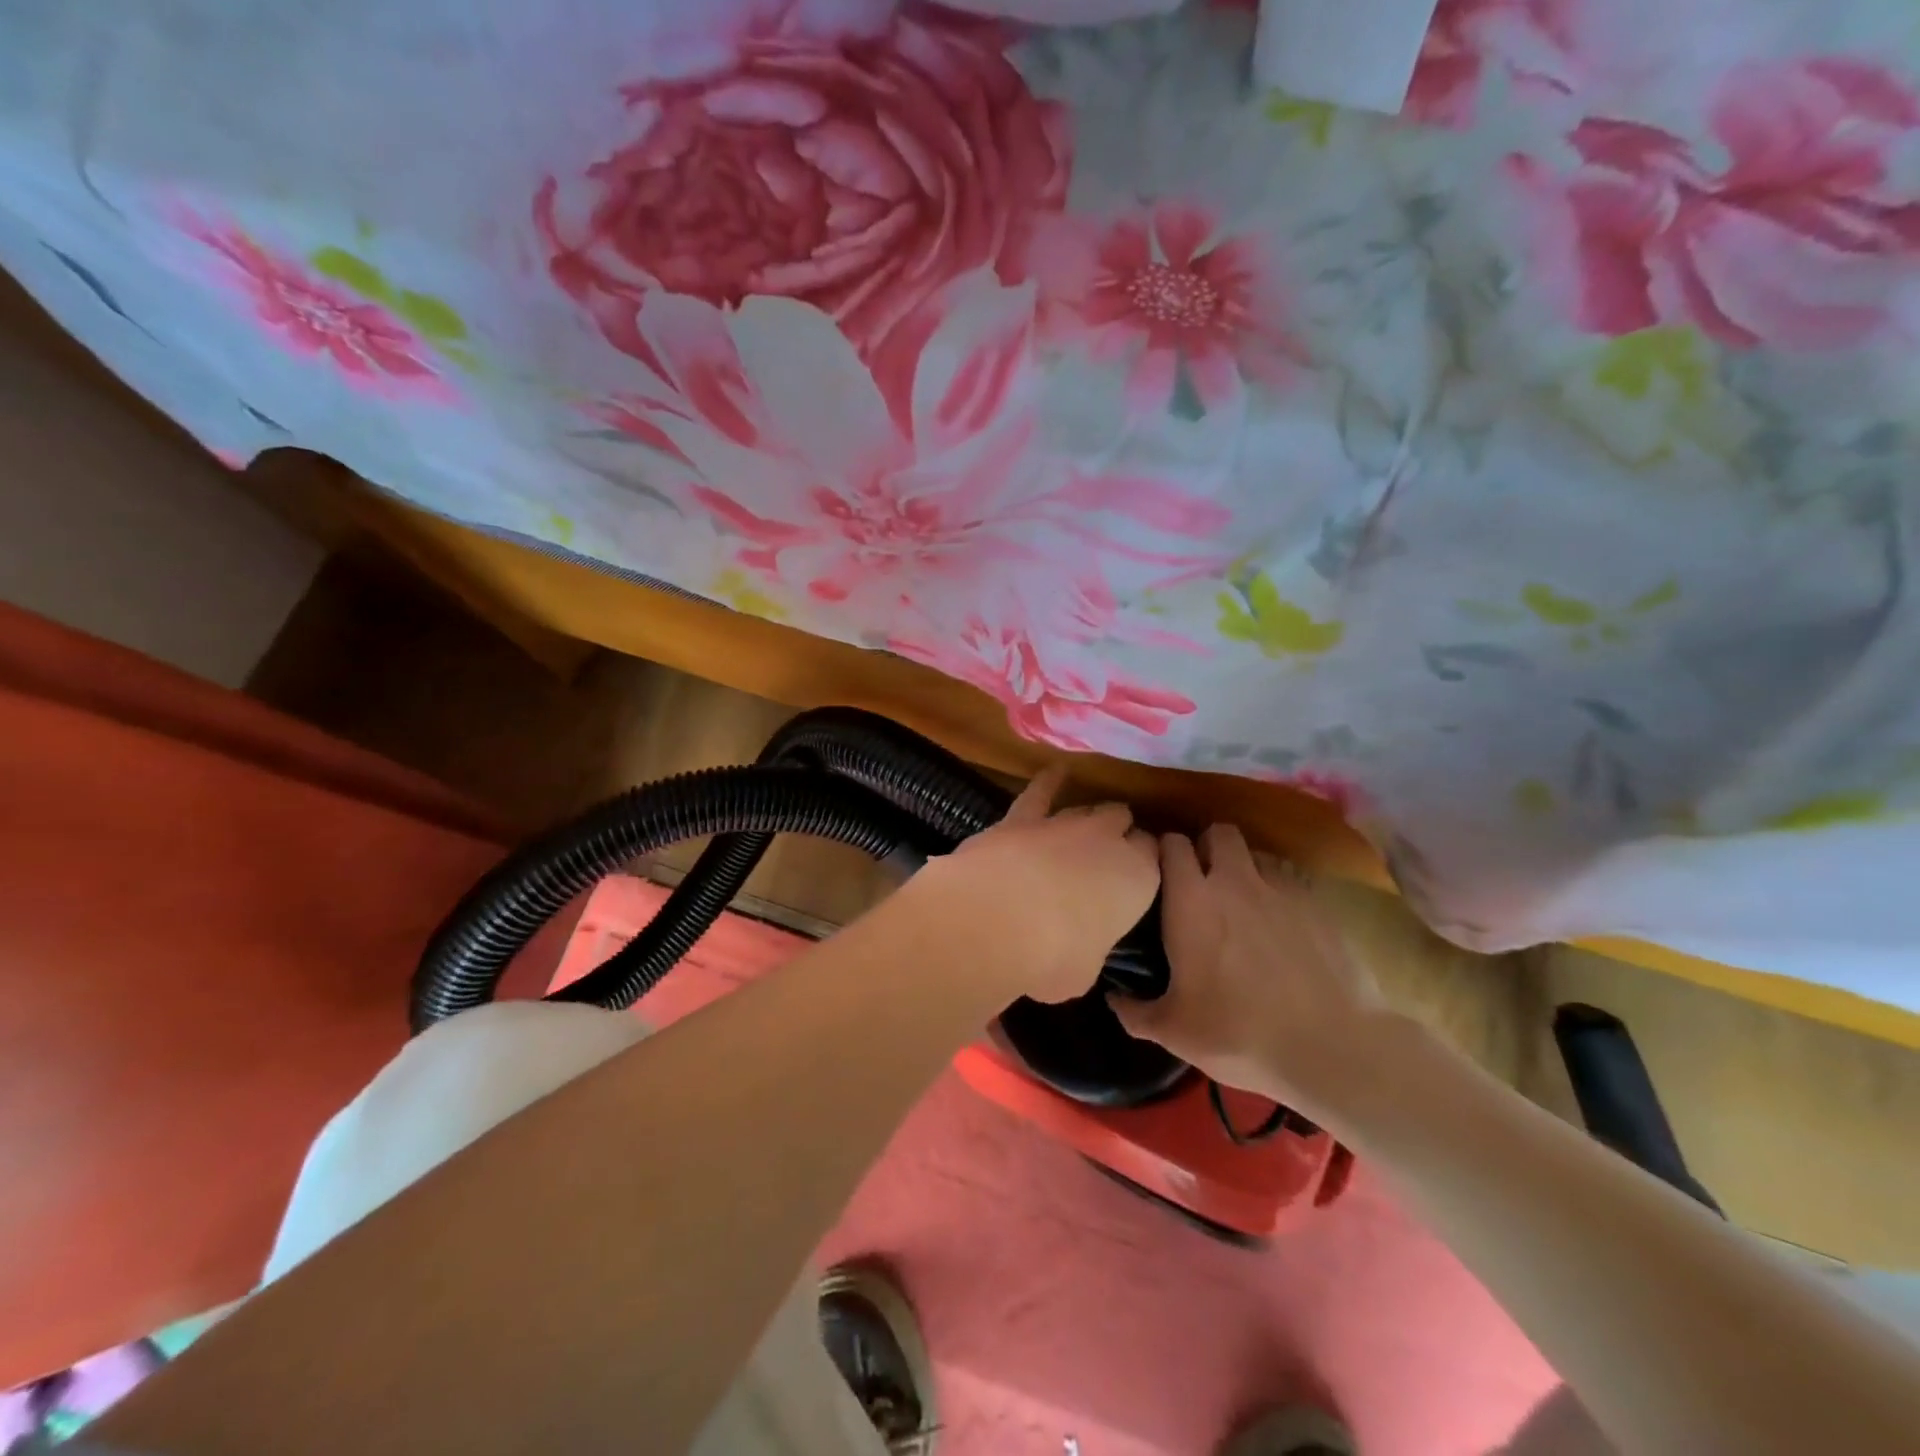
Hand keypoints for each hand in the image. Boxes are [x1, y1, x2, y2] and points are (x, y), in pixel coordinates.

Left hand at [912, 766, 1159, 1003]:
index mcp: (1138, 879)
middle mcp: (1107, 841)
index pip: (1153, 856)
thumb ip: (1089, 949)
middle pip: (1123, 823)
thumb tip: (1077, 950)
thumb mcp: (1085, 971)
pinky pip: (1041, 792)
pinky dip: (1049, 782)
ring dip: (1088, 818)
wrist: (998, 919)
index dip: (1143, 863)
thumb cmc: (1053, 958)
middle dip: (1118, 834)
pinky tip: (1055, 772)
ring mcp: (1064, 823)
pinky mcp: (1022, 817)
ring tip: (1086, 826)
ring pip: (1088, 808)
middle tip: (1106, 855)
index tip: (1134, 876)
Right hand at [1109, 824, 1383, 1116]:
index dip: (1163, 851)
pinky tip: (1280, 923)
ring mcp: (1281, 888)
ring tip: (1243, 900)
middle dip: (1207, 847)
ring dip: (1244, 867)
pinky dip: (1278, 891)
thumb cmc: (1239, 1034)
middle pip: (1218, 832)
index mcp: (1191, 900)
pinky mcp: (1318, 904)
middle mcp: (1234, 881)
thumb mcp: (1175, 1032)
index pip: (1171, 844)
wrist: (1332, 1048)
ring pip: (1256, 853)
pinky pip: (1289, 879)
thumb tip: (1114, 1000)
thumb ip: (1136, 1011)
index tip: (1158, 871)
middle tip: (1201, 880)